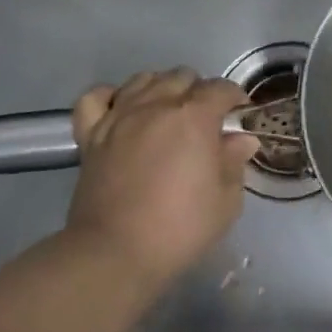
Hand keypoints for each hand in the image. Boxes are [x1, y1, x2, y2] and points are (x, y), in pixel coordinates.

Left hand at [63, 69, 257, 290]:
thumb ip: (234, 163)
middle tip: (204, 122)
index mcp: (195, 116)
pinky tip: (121, 111)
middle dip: (199, 92)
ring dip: (161, 89)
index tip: (239, 117)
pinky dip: (110, 97)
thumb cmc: (179, 229)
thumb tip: (241, 140)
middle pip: (182, 77)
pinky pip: (96, 98)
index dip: (235, 99)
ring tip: (166, 113)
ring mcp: (120, 116)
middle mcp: (157, 104)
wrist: (114, 254)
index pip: (221, 89)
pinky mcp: (91, 134)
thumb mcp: (225, 202)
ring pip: (144, 79)